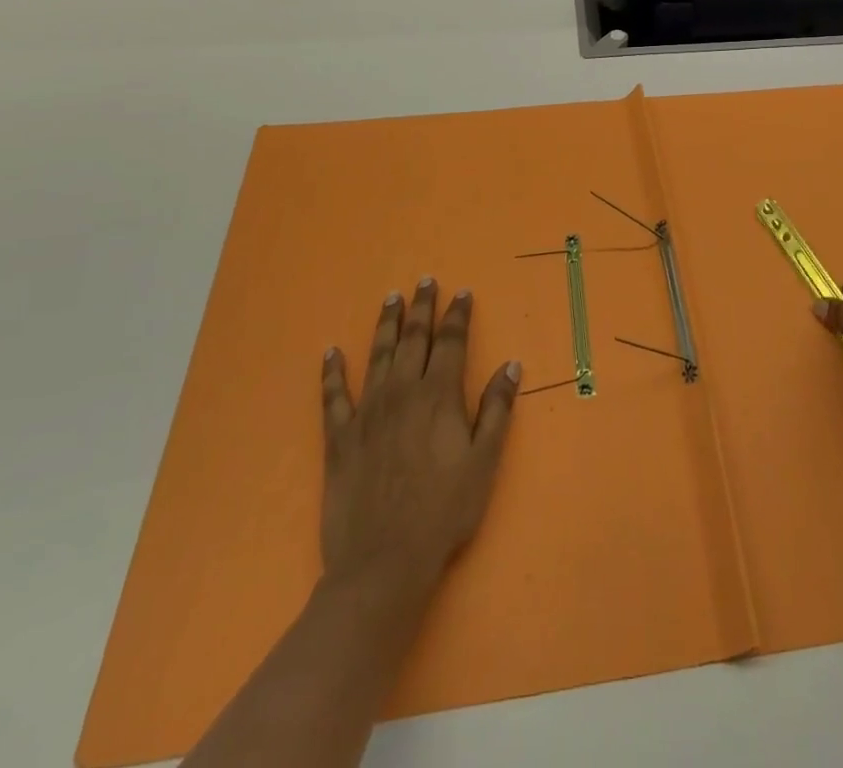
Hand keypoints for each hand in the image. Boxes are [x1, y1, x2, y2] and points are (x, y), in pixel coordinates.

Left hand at [320, 278, 520, 589]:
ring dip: (385, 324)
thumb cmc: (443, 512)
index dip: (458, 315)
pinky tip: (331, 352)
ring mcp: (367, 411)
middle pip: (413, 338)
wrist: (383, 563)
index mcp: (439, 396)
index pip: (451, 342)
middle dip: (421, 307)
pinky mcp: (339, 436)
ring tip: (391, 298)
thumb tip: (511, 365)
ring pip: (378, 355)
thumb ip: (497, 410)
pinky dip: (332, 371)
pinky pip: (333, 395)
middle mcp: (402, 392)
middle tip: (424, 281)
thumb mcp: (484, 462)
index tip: (462, 293)